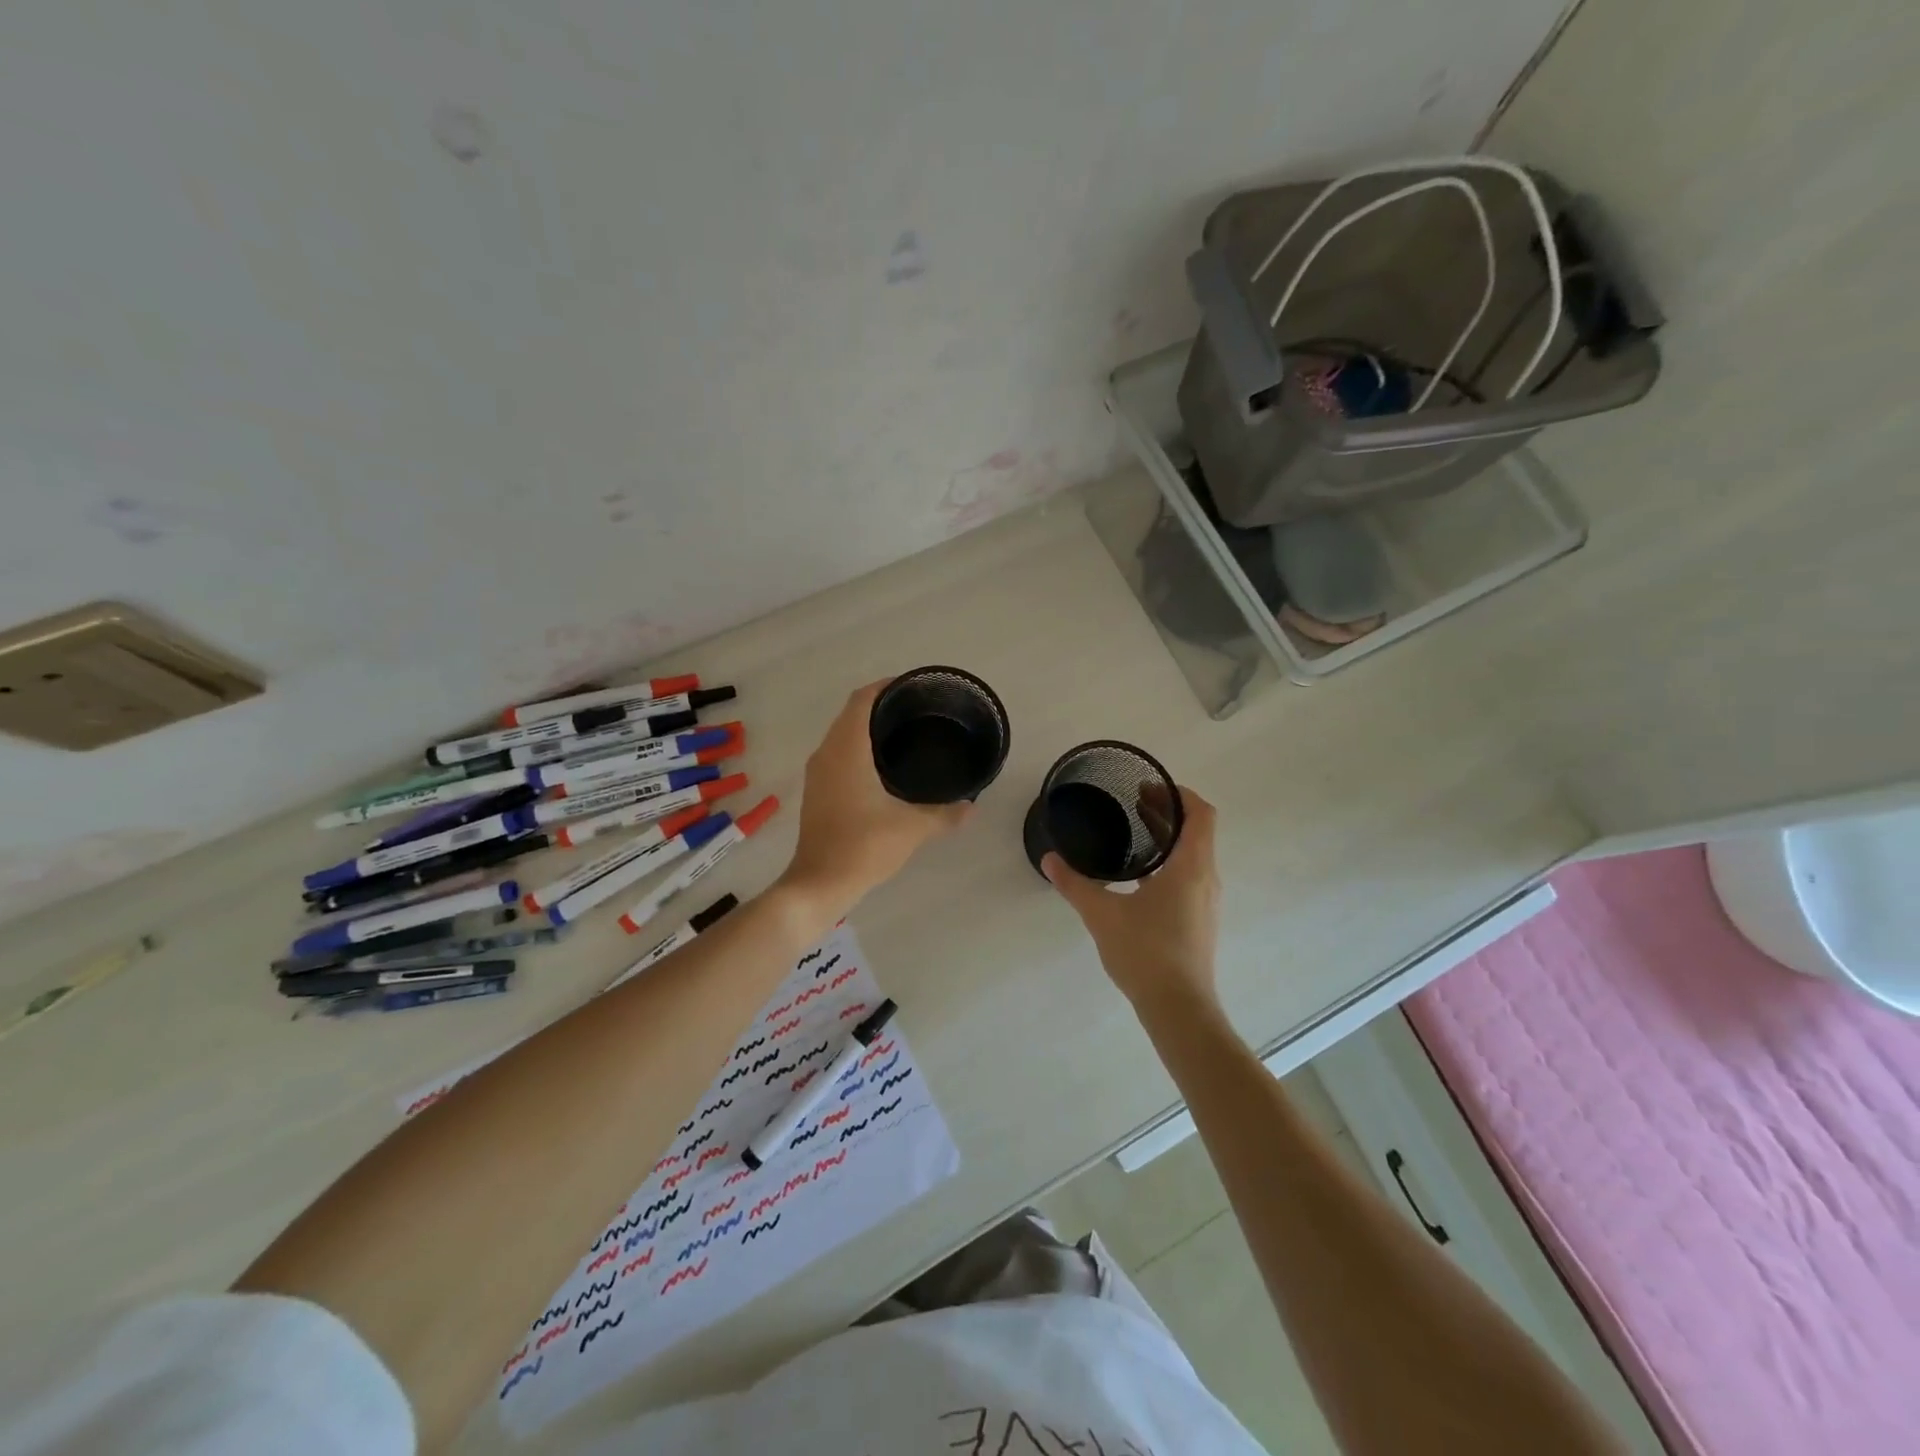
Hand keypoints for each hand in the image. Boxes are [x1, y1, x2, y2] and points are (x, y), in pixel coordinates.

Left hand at [776, 680, 972, 921]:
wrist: (819, 884)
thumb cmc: (863, 847)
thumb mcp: (912, 829)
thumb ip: (945, 814)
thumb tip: (972, 807)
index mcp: (846, 750)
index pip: (862, 700)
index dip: (886, 686)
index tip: (914, 687)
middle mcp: (827, 754)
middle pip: (851, 713)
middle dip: (881, 704)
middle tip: (918, 709)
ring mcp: (818, 773)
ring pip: (842, 734)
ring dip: (868, 726)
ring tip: (905, 731)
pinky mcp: (817, 791)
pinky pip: (838, 753)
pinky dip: (858, 747)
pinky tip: (884, 764)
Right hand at [1043, 785, 1220, 1014]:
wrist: (1178, 1009)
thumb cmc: (1146, 952)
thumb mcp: (1102, 914)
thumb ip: (1075, 884)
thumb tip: (1049, 859)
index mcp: (1192, 867)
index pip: (1201, 814)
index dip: (1179, 794)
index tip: (1149, 787)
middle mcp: (1207, 879)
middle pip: (1196, 831)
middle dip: (1168, 812)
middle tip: (1134, 800)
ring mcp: (1206, 902)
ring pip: (1194, 855)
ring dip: (1169, 837)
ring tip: (1135, 832)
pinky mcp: (1200, 920)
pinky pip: (1190, 876)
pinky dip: (1169, 861)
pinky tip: (1139, 875)